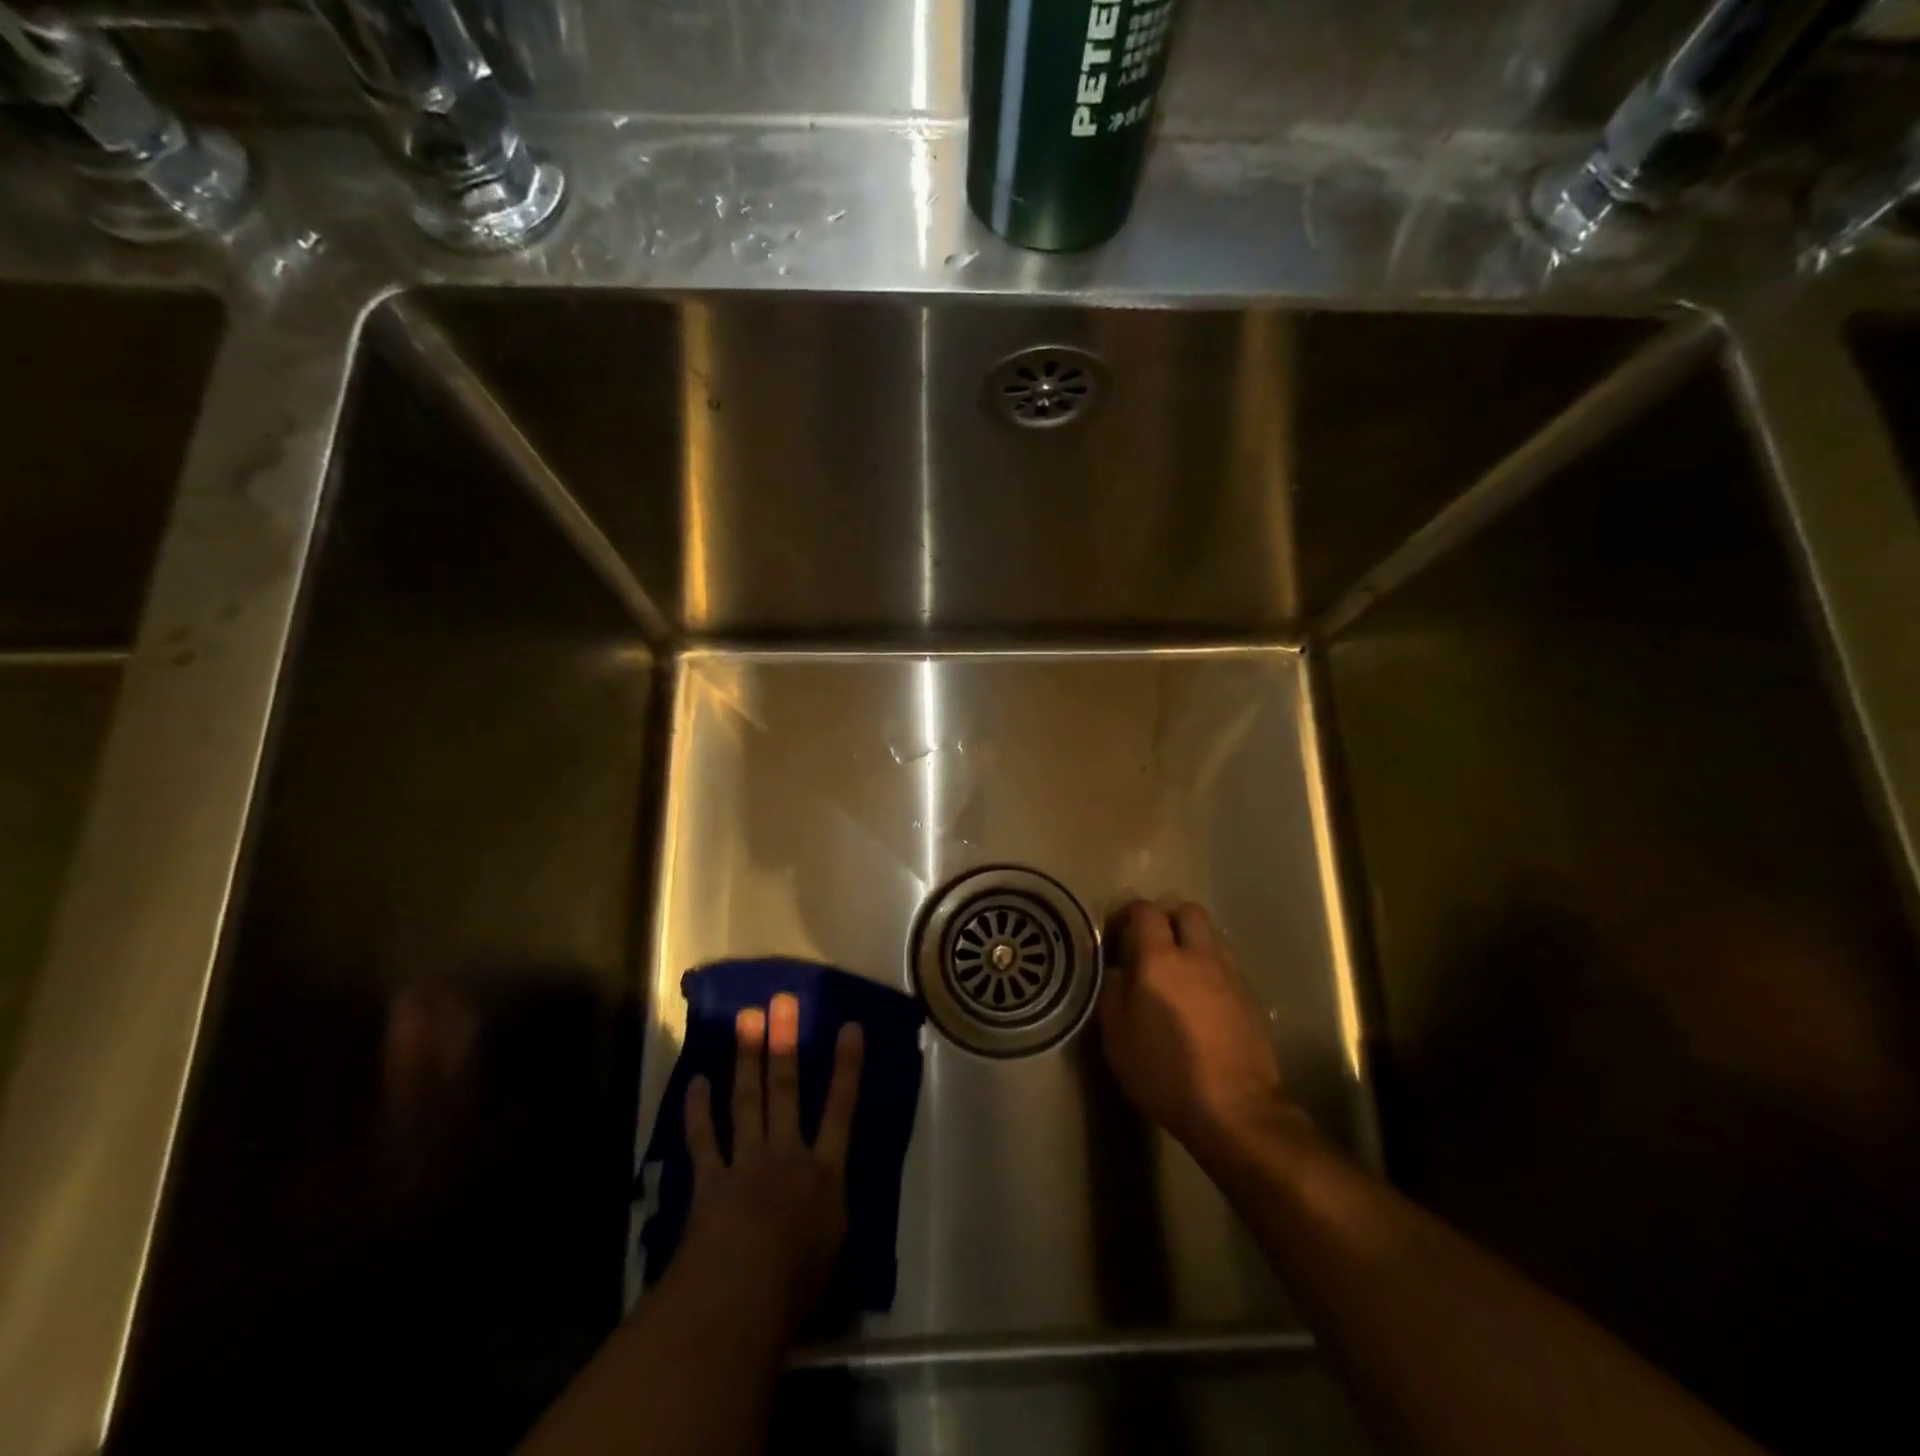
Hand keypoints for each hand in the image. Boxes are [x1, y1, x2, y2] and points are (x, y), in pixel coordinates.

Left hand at [682, 994, 863, 1333]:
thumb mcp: (830, 1255)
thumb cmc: (797, 1285)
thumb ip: (828, 1223)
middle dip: (786, 1043)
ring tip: (746, 1019)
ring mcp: (746, 1163)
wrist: (741, 1296)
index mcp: (825, 1174)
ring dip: (748, 1059)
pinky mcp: (711, 1181)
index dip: (847, 1068)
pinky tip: (697, 1082)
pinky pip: (704, 1139)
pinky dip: (699, 1111)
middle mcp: (788, 1155)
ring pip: (748, 1101)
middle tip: (782, 1002)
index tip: (850, 1027)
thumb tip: (827, 1215)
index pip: (842, 1110)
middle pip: (787, 1090)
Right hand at [1098, 901, 1295, 1161]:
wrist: (1237, 1110)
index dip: (1128, 915)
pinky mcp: (1252, 998)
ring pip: (1212, 936)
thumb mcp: (1118, 1038)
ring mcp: (1231, 975)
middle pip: (1187, 911)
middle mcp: (1199, 956)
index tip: (1117, 936)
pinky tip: (1203, 1001)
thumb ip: (1113, 993)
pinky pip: (1228, 966)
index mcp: (1160, 960)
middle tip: (1153, 945)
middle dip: (1168, 919)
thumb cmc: (1166, 1073)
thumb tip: (1117, 969)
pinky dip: (1212, 970)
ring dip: (1193, 942)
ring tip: (1179, 973)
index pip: (1145, 911)